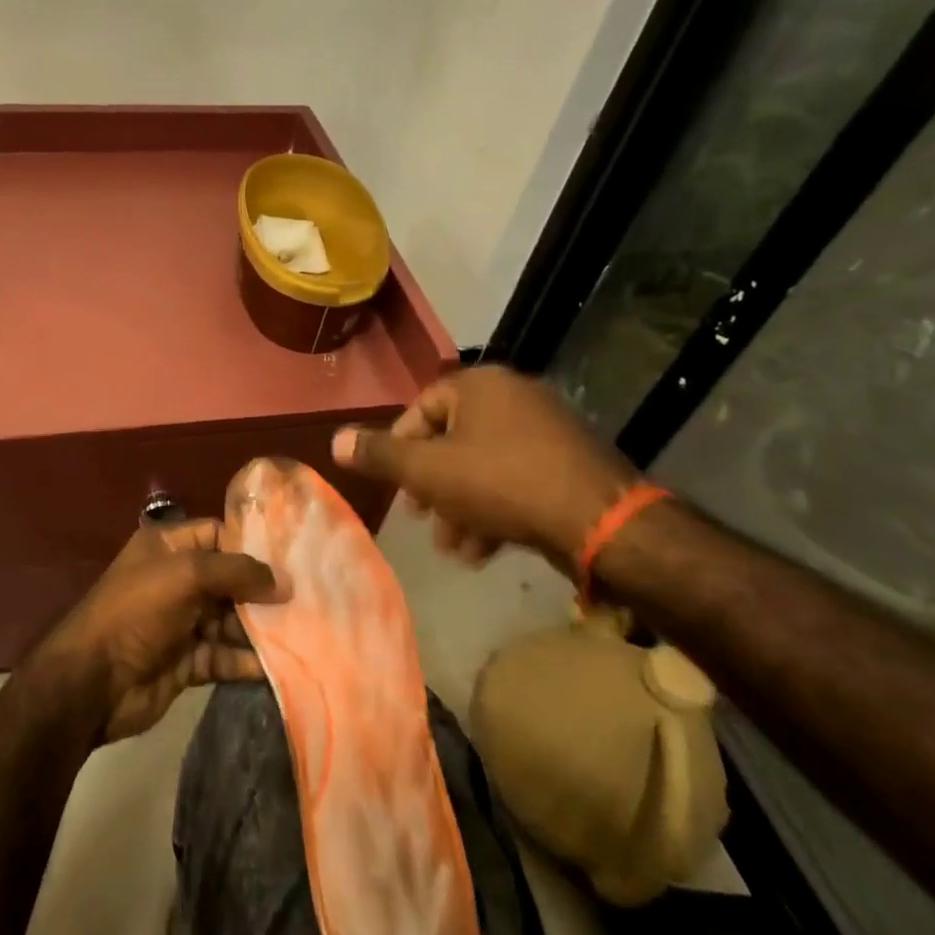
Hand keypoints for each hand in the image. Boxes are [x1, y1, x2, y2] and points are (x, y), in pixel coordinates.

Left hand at [36, 519, 283, 741]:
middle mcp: (177, 579)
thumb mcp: (186, 574)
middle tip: (310, 597)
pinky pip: (225, 656)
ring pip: (232, 620)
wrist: (93, 681)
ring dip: (262, 628)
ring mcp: (182, 622)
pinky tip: (282, 665)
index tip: (294, 557)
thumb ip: (236, 571)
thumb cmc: (137, 611)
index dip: (253, 544)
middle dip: (264, 590)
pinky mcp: (188, 662)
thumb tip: (283, 582)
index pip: (219, 535)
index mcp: (169, 546)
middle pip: (230, 579)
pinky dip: (249, 660)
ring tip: (305, 632)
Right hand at [332, 365, 637, 571]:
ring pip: (484, 465)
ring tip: (453, 547)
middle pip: (453, 440)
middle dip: (432, 486)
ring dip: (460, 505)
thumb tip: (335, 441)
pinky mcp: (569, 462)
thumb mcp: (428, 471)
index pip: (422, 408)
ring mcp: (547, 428)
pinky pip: (516, 478)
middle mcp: (514, 396)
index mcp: (480, 385)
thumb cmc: (501, 483)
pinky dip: (495, 508)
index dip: (400, 447)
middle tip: (421, 518)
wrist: (599, 521)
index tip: (395, 485)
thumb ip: (380, 455)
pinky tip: (484, 549)